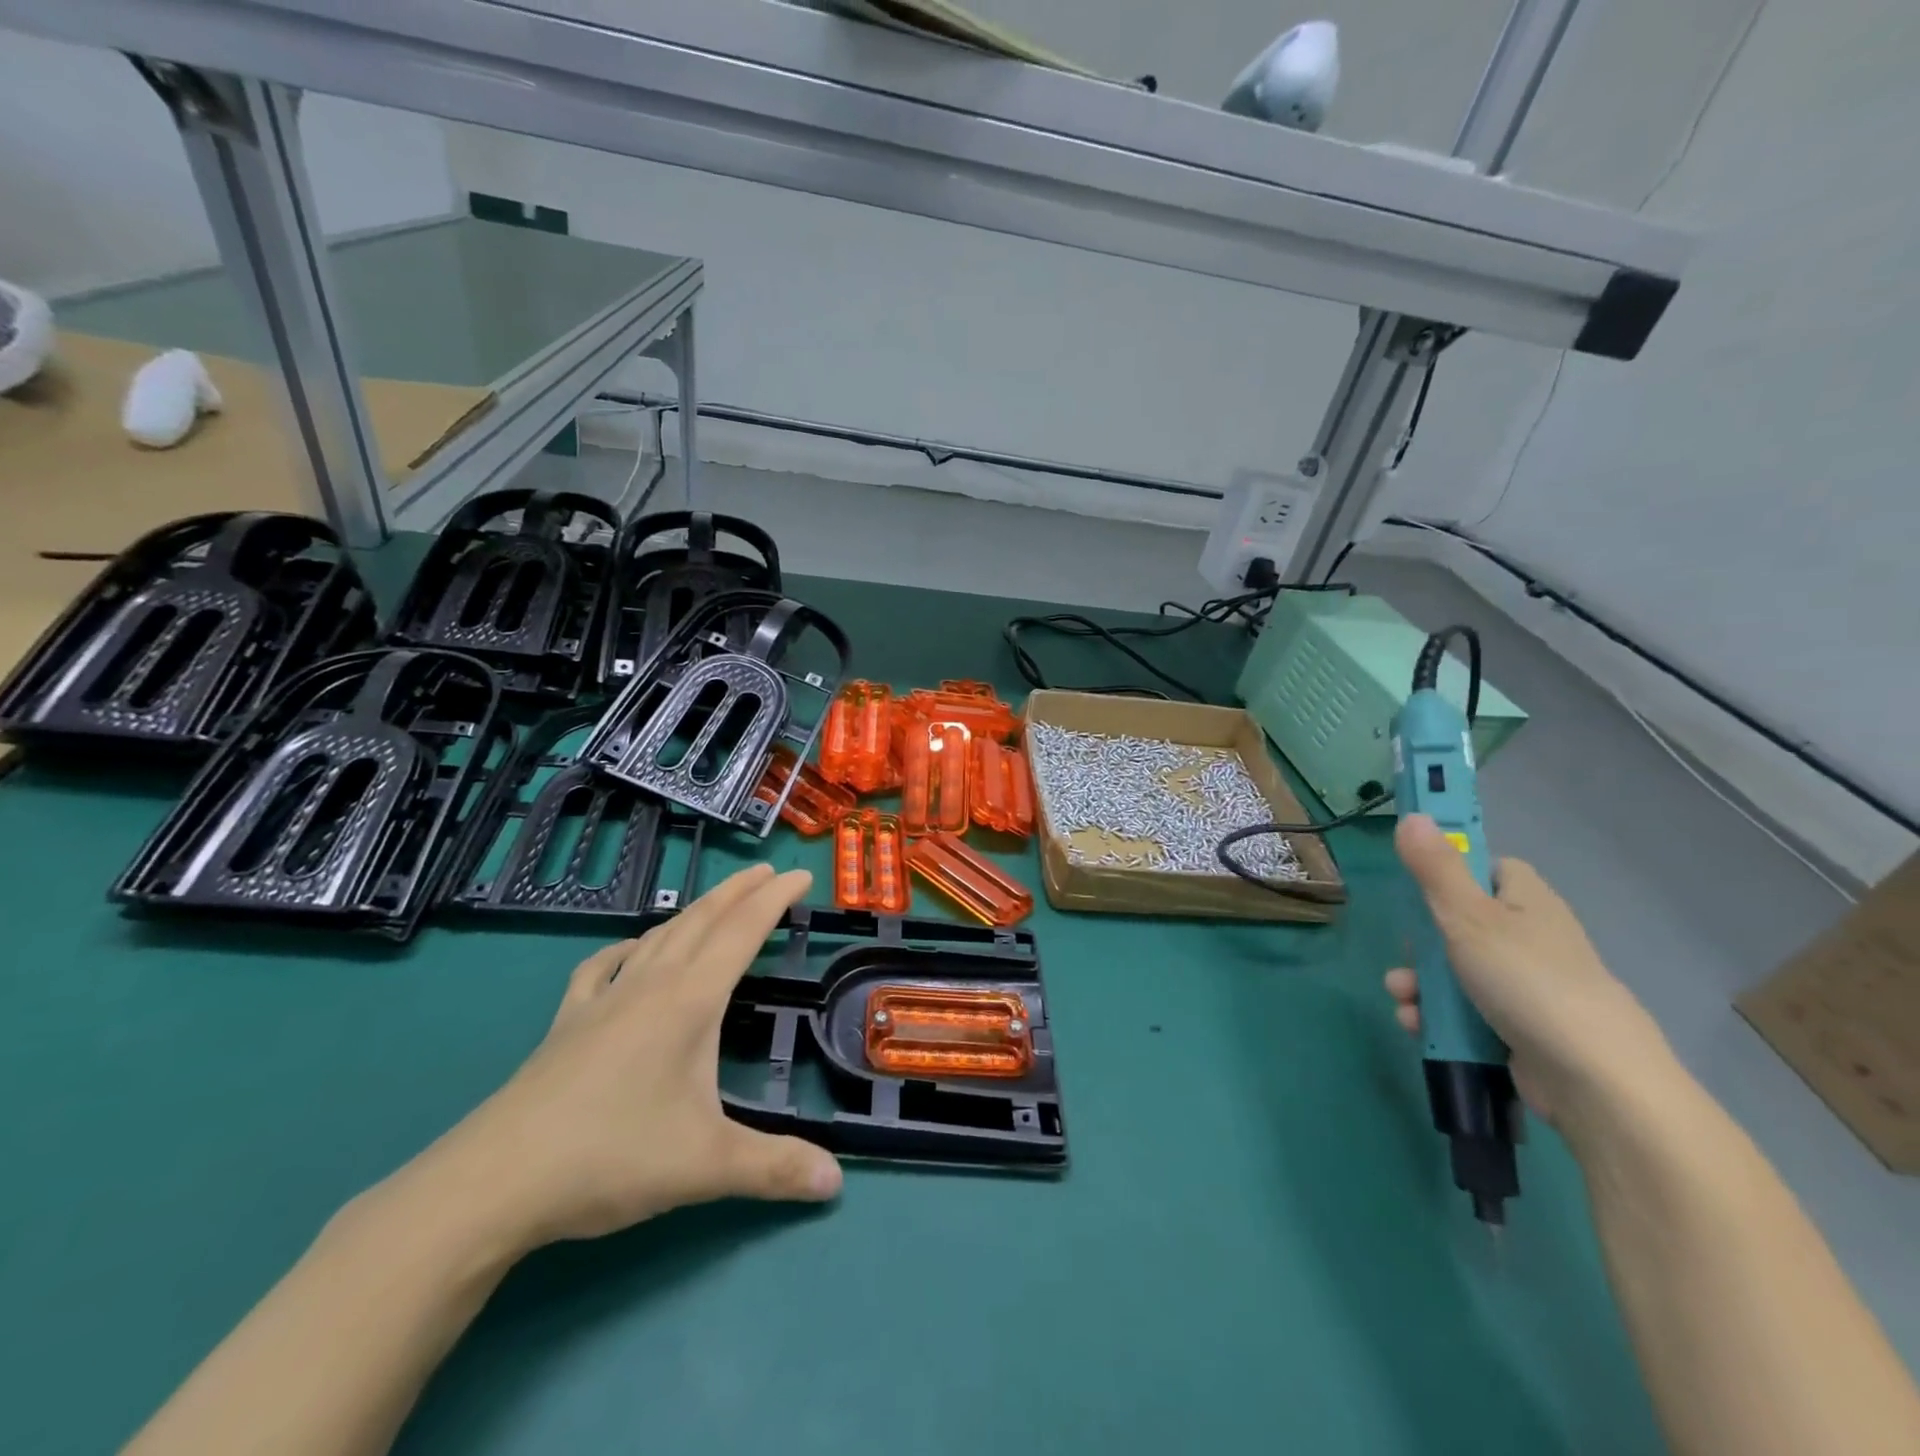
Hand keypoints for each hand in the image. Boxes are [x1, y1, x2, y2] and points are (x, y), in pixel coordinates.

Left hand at [397, 864, 842, 1255]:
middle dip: (739, 891)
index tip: (800, 875)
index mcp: (690, 1002)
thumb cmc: (611, 1156)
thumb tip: (836, 1182)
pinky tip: (629, 951)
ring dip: (694, 911)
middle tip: (767, 871)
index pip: (743, 932)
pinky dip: (626, 947)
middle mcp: (650, 986)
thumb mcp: (706, 1166)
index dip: (775, 899)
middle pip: (702, 920)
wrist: (494, 1181)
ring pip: (658, 936)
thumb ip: (775, 1167)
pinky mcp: (567, 1023)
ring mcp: (603, 1001)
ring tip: (716, 902)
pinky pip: (603, 966)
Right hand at [1384, 815, 1672, 1132]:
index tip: (1418, 885)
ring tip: (1403, 1000)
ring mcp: (1525, 987)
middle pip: (1459, 923)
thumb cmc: (1528, 982)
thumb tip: (1414, 815)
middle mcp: (1529, 939)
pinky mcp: (1518, 1028)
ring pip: (1455, 971)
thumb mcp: (1468, 917)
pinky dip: (1437, 1017)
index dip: (1452, 871)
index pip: (1488, 868)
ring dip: (1420, 984)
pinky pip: (1465, 1011)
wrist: (1593, 1081)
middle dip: (1420, 942)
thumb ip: (1435, 868)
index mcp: (1526, 901)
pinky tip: (1417, 1026)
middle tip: (1405, 953)